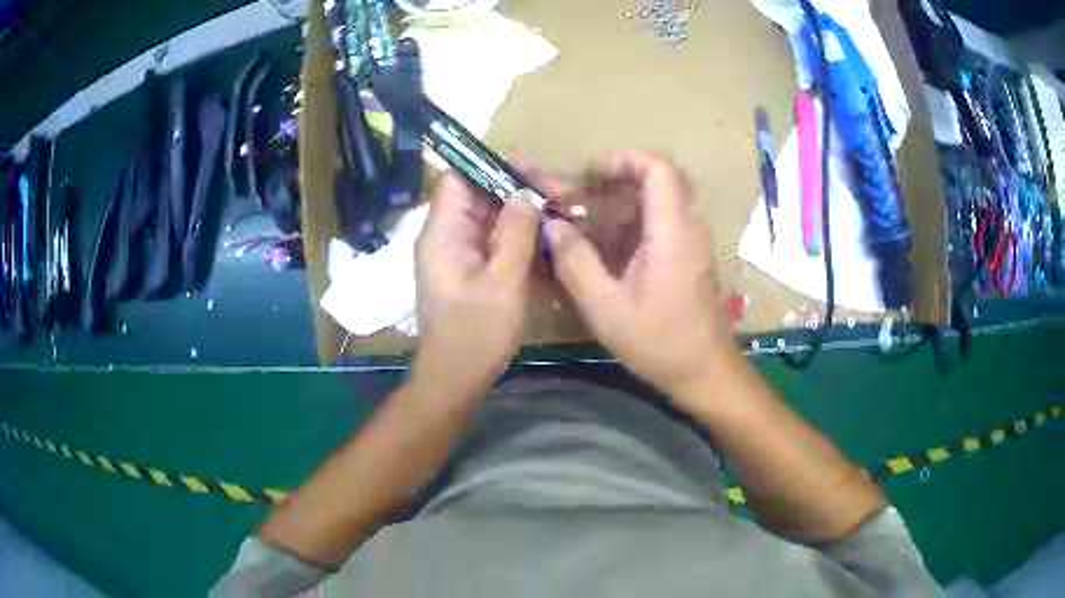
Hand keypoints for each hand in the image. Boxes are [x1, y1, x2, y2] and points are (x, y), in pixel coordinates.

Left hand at [413, 173, 540, 403]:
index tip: (533, 171)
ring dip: (526, 218)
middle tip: (561, 196)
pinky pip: (496, 245)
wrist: (455, 379)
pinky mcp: (471, 272)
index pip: (459, 177)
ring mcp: (459, 255)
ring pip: (493, 220)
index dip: (493, 166)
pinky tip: (552, 248)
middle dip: (520, 191)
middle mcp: (447, 237)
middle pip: (480, 196)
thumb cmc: (475, 333)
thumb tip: (525, 193)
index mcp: (443, 232)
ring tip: (564, 217)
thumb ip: (516, 233)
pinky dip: (522, 242)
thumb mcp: (503, 281)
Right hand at [543, 152, 731, 398]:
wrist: (704, 371)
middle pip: (656, 180)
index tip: (589, 175)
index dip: (623, 160)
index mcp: (672, 230)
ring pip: (657, 201)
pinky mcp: (688, 256)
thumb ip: (575, 262)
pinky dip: (629, 225)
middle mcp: (687, 226)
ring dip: (618, 205)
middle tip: (579, 198)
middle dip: (614, 181)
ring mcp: (691, 241)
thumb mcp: (606, 307)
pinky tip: (602, 250)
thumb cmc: (659, 341)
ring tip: (581, 224)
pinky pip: (659, 224)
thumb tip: (551, 226)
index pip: (658, 168)